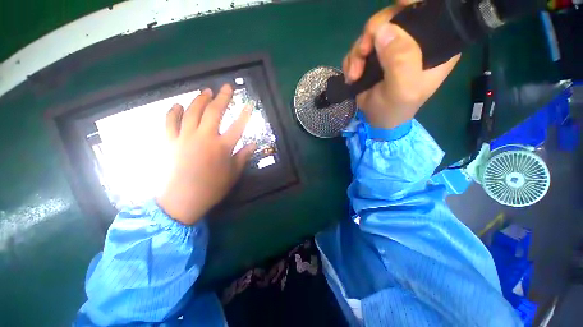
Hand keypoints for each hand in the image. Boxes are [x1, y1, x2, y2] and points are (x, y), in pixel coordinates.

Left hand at [157, 85, 255, 224]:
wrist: (182, 200)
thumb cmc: (212, 188)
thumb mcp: (233, 174)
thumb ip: (243, 157)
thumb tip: (253, 144)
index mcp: (222, 146)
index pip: (238, 125)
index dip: (245, 113)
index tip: (249, 103)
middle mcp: (204, 137)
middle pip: (214, 112)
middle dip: (222, 98)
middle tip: (226, 87)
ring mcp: (185, 137)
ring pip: (192, 112)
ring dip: (200, 99)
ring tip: (206, 91)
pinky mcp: (170, 141)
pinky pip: (169, 122)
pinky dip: (173, 112)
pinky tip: (178, 105)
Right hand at [343, 3, 460, 129]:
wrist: (377, 120)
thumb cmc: (396, 109)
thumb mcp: (403, 89)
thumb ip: (400, 60)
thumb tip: (383, 30)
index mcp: (434, 43)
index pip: (429, 10)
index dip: (412, 4)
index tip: (397, 6)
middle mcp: (414, 39)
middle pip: (393, 16)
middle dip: (372, 33)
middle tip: (362, 53)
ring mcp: (392, 46)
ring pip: (372, 31)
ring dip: (358, 52)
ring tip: (355, 74)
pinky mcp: (375, 54)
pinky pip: (359, 45)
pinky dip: (352, 60)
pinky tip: (352, 75)